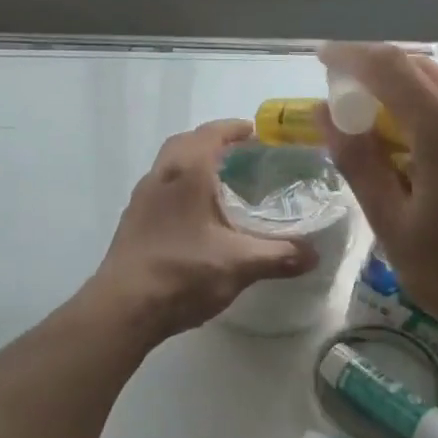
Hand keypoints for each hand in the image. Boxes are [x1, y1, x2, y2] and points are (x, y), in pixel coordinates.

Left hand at [92, 119, 318, 341]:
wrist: (123, 308)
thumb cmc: (182, 273)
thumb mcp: (239, 264)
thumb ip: (279, 255)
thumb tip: (314, 255)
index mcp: (186, 172)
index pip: (211, 134)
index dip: (234, 129)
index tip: (256, 133)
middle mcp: (160, 176)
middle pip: (186, 143)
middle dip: (213, 142)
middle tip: (241, 155)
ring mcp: (142, 198)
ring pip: (170, 165)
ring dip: (194, 163)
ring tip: (222, 183)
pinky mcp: (132, 221)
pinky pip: (161, 188)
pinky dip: (181, 187)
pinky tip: (197, 215)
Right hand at [319, 43, 437, 360]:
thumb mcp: (393, 226)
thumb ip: (358, 161)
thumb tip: (325, 113)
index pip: (389, 66)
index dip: (350, 55)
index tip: (323, 57)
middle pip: (419, 69)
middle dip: (377, 75)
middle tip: (347, 103)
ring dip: (408, 94)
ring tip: (385, 131)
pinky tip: (429, 150)